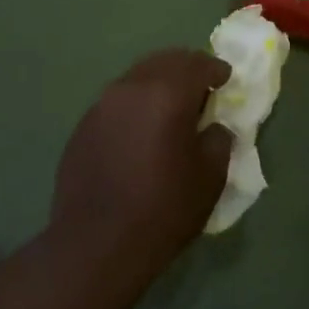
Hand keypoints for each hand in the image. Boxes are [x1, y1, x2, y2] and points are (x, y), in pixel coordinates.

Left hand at [47, 50, 232, 285]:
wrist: (96, 246)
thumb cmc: (163, 209)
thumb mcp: (210, 177)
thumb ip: (219, 140)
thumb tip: (212, 127)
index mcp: (166, 93)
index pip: (197, 64)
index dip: (216, 69)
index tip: (226, 79)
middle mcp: (130, 88)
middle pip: (163, 61)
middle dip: (186, 69)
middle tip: (202, 88)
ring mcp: (100, 107)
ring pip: (136, 79)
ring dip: (158, 85)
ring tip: (171, 109)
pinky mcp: (82, 128)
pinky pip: (116, 103)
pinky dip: (135, 106)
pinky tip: (140, 133)